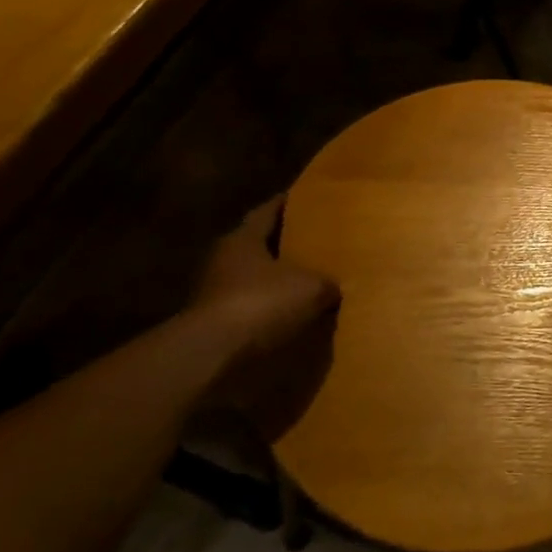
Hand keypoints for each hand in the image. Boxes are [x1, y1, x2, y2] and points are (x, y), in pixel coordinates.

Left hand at [183, 198, 340, 440]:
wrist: (211, 354)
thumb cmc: (260, 303)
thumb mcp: (311, 289)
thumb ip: (329, 283)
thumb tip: (340, 286)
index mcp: (244, 238)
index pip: (268, 211)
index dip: (288, 203)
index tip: (308, 197)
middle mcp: (225, 258)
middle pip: (258, 242)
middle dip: (284, 241)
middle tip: (315, 238)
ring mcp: (215, 291)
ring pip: (253, 275)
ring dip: (276, 277)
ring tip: (307, 277)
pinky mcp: (214, 320)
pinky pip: (249, 304)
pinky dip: (268, 306)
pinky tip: (291, 311)